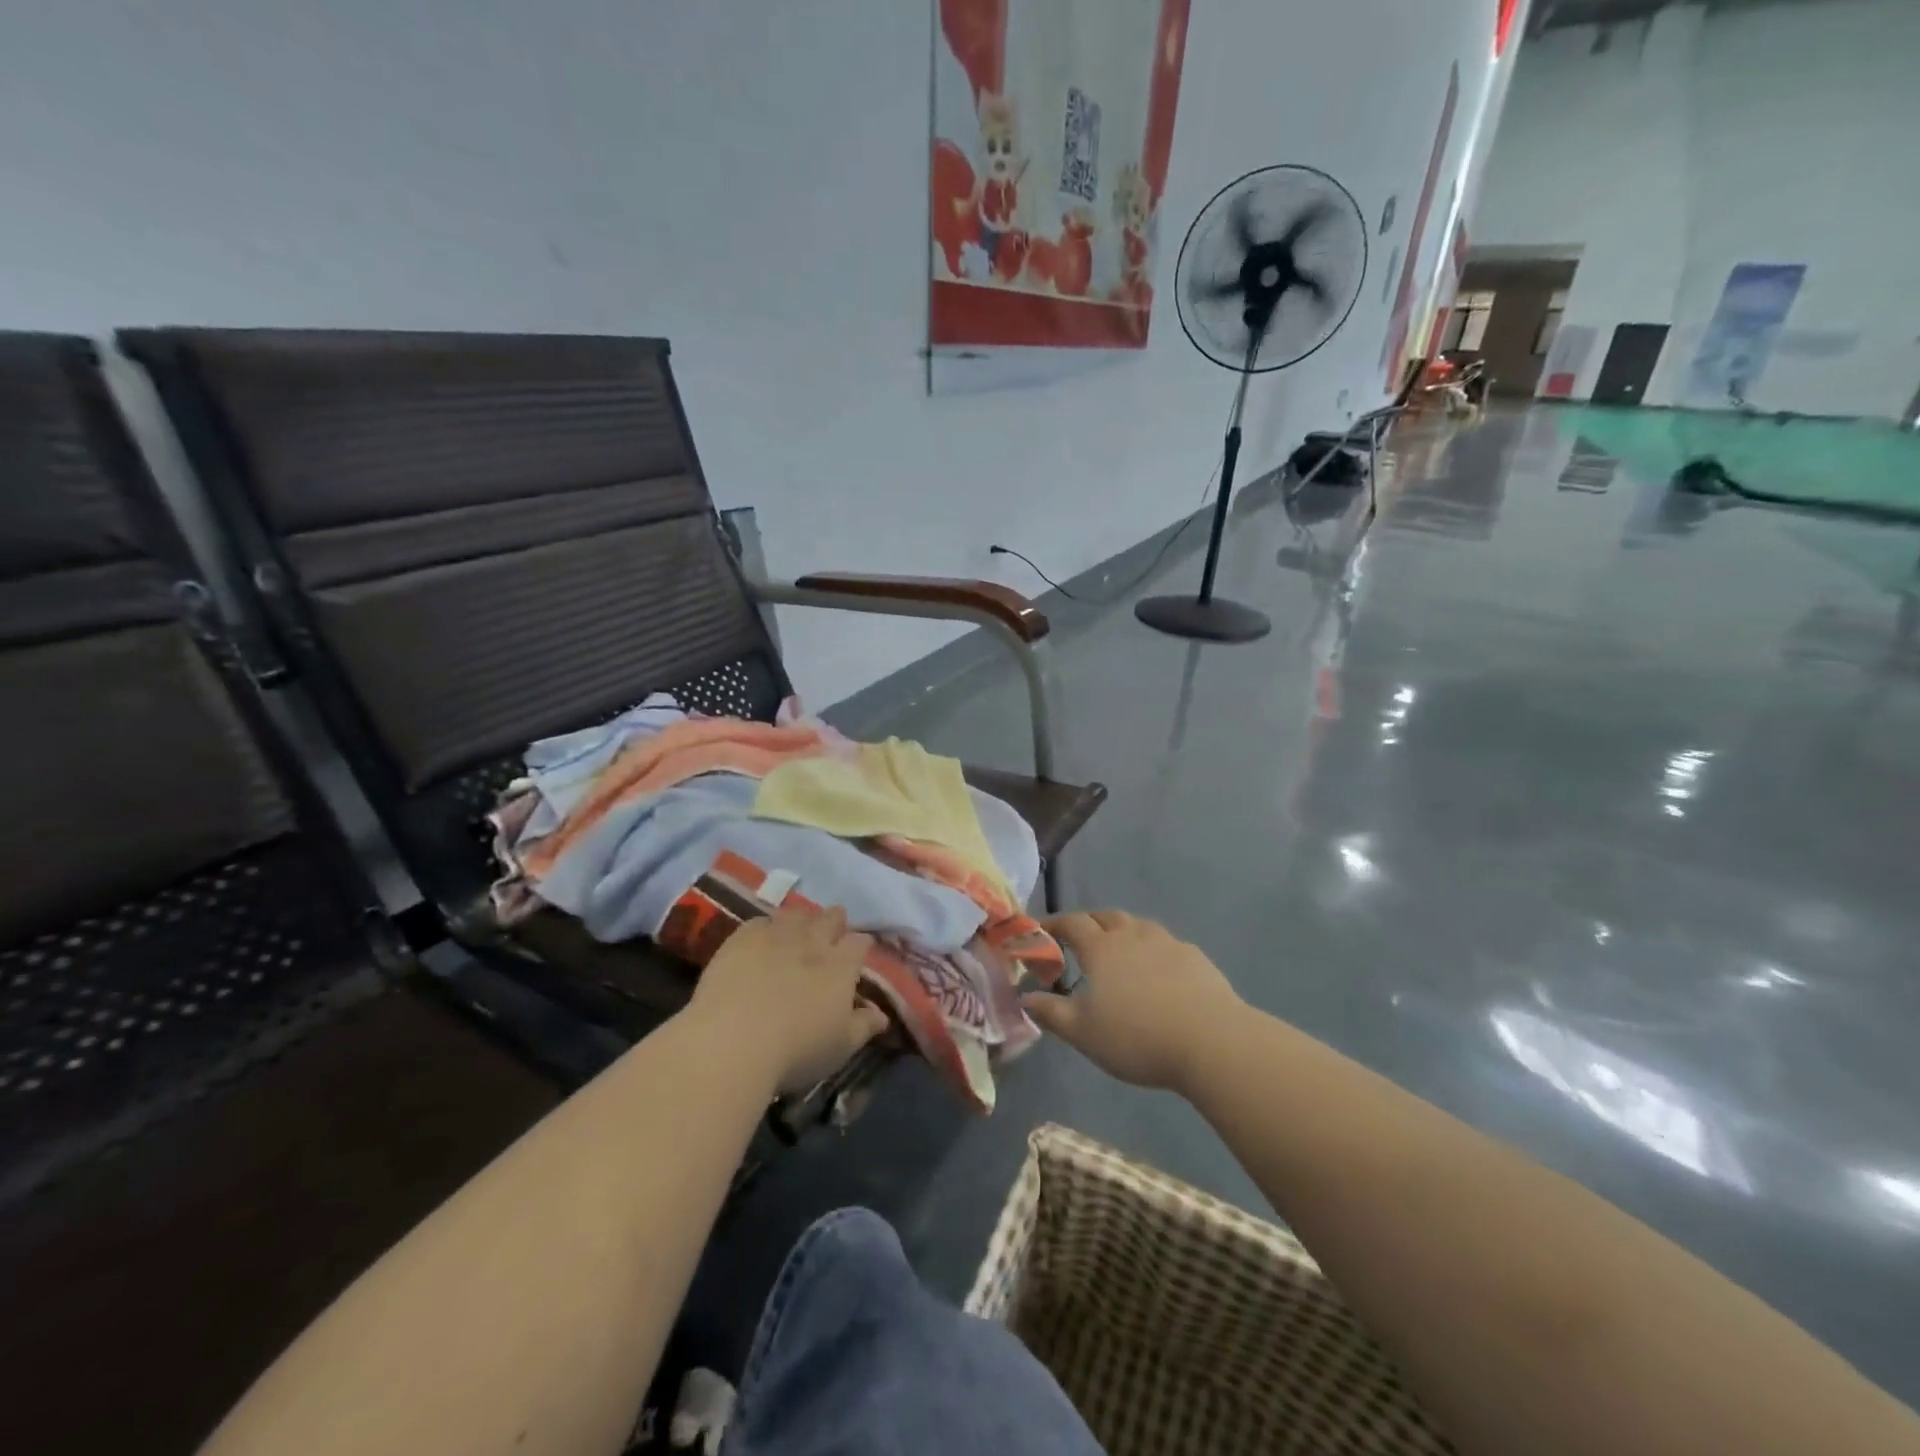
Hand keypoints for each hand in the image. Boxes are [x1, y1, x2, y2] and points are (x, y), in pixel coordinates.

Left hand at [689, 903, 889, 1095]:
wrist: (732, 1043)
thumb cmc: (796, 1051)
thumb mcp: (840, 1047)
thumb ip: (863, 1027)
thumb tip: (882, 1016)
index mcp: (841, 965)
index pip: (860, 942)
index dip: (862, 946)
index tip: (859, 953)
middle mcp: (812, 941)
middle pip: (831, 917)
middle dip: (835, 922)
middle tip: (830, 935)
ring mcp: (776, 935)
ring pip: (796, 913)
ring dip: (802, 920)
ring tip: (797, 933)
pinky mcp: (741, 939)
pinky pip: (759, 921)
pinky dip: (766, 927)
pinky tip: (761, 940)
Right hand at [1024, 910, 1240, 1093]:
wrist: (1211, 1041)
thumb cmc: (1137, 1037)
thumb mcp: (1083, 1033)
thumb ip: (1051, 1013)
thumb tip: (1025, 997)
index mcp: (1101, 948)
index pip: (1071, 923)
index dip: (1053, 924)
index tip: (1040, 931)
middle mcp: (1132, 935)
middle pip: (1105, 916)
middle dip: (1088, 923)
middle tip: (1078, 940)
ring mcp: (1167, 943)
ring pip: (1137, 926)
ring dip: (1122, 932)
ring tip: (1118, 953)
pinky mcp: (1195, 957)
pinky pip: (1165, 944)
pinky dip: (1152, 950)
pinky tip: (1157, 973)